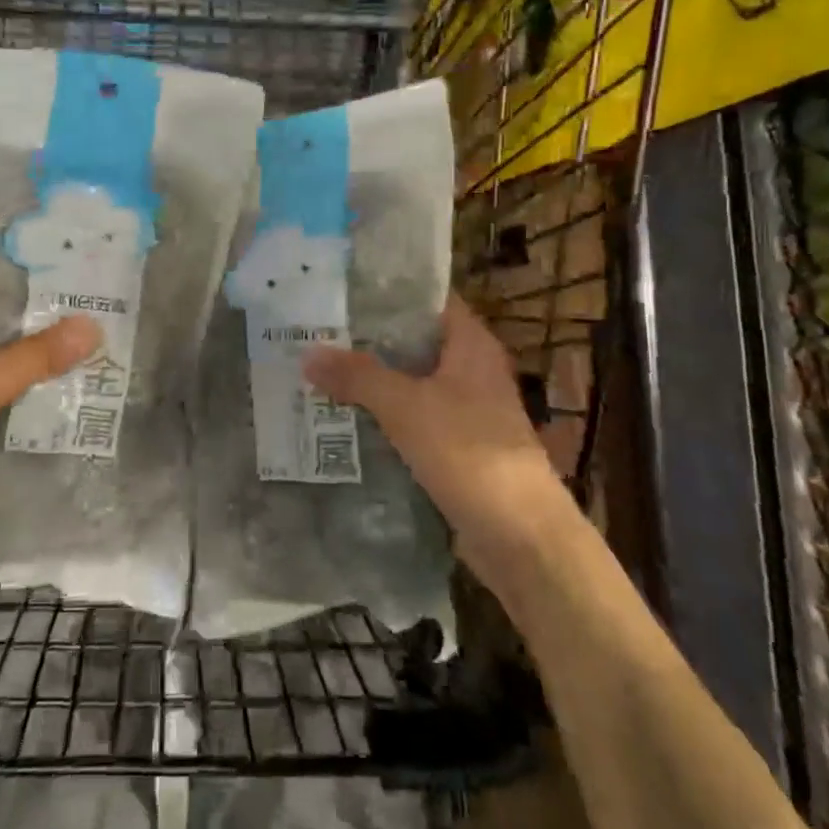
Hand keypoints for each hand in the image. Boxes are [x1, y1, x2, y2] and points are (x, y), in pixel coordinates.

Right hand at [304, 294, 566, 579]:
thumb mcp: (406, 407)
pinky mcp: (458, 448)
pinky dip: (384, 417)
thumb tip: (307, 352)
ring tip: (320, 371)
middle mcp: (472, 370)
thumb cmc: (469, 453)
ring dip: (373, 381)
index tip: (342, 290)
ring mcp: (467, 411)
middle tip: (317, 331)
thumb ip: (357, 376)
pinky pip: (413, 420)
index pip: (428, 300)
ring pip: (411, 383)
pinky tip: (344, 418)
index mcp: (471, 344)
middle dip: (369, 340)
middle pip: (414, 343)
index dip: (388, 293)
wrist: (521, 537)